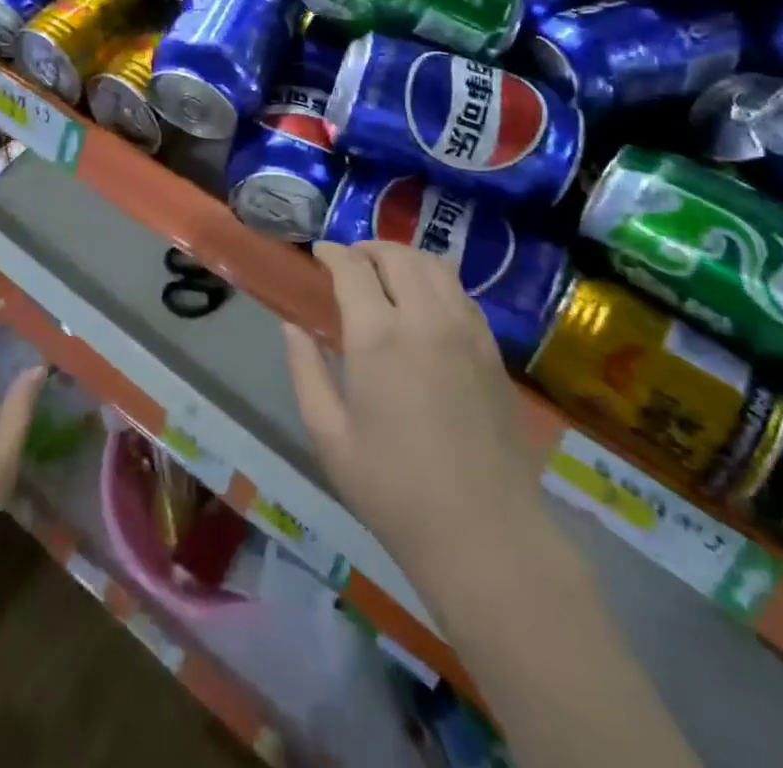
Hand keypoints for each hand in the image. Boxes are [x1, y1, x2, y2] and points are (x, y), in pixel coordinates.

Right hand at [282, 242, 547, 613]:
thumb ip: (306, 371)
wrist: (484, 533)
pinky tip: (424, 300)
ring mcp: (465, 329)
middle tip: (349, 262)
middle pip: (396, 256)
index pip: (352, 268)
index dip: (332, 253)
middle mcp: (424, 318)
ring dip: (403, 257)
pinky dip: (435, 278)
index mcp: (378, 337)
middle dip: (367, 249)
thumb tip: (292, 326)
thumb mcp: (329, 436)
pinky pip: (460, 290)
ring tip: (385, 272)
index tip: (318, 253)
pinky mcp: (491, 347)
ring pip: (433, 264)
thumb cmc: (393, 490)